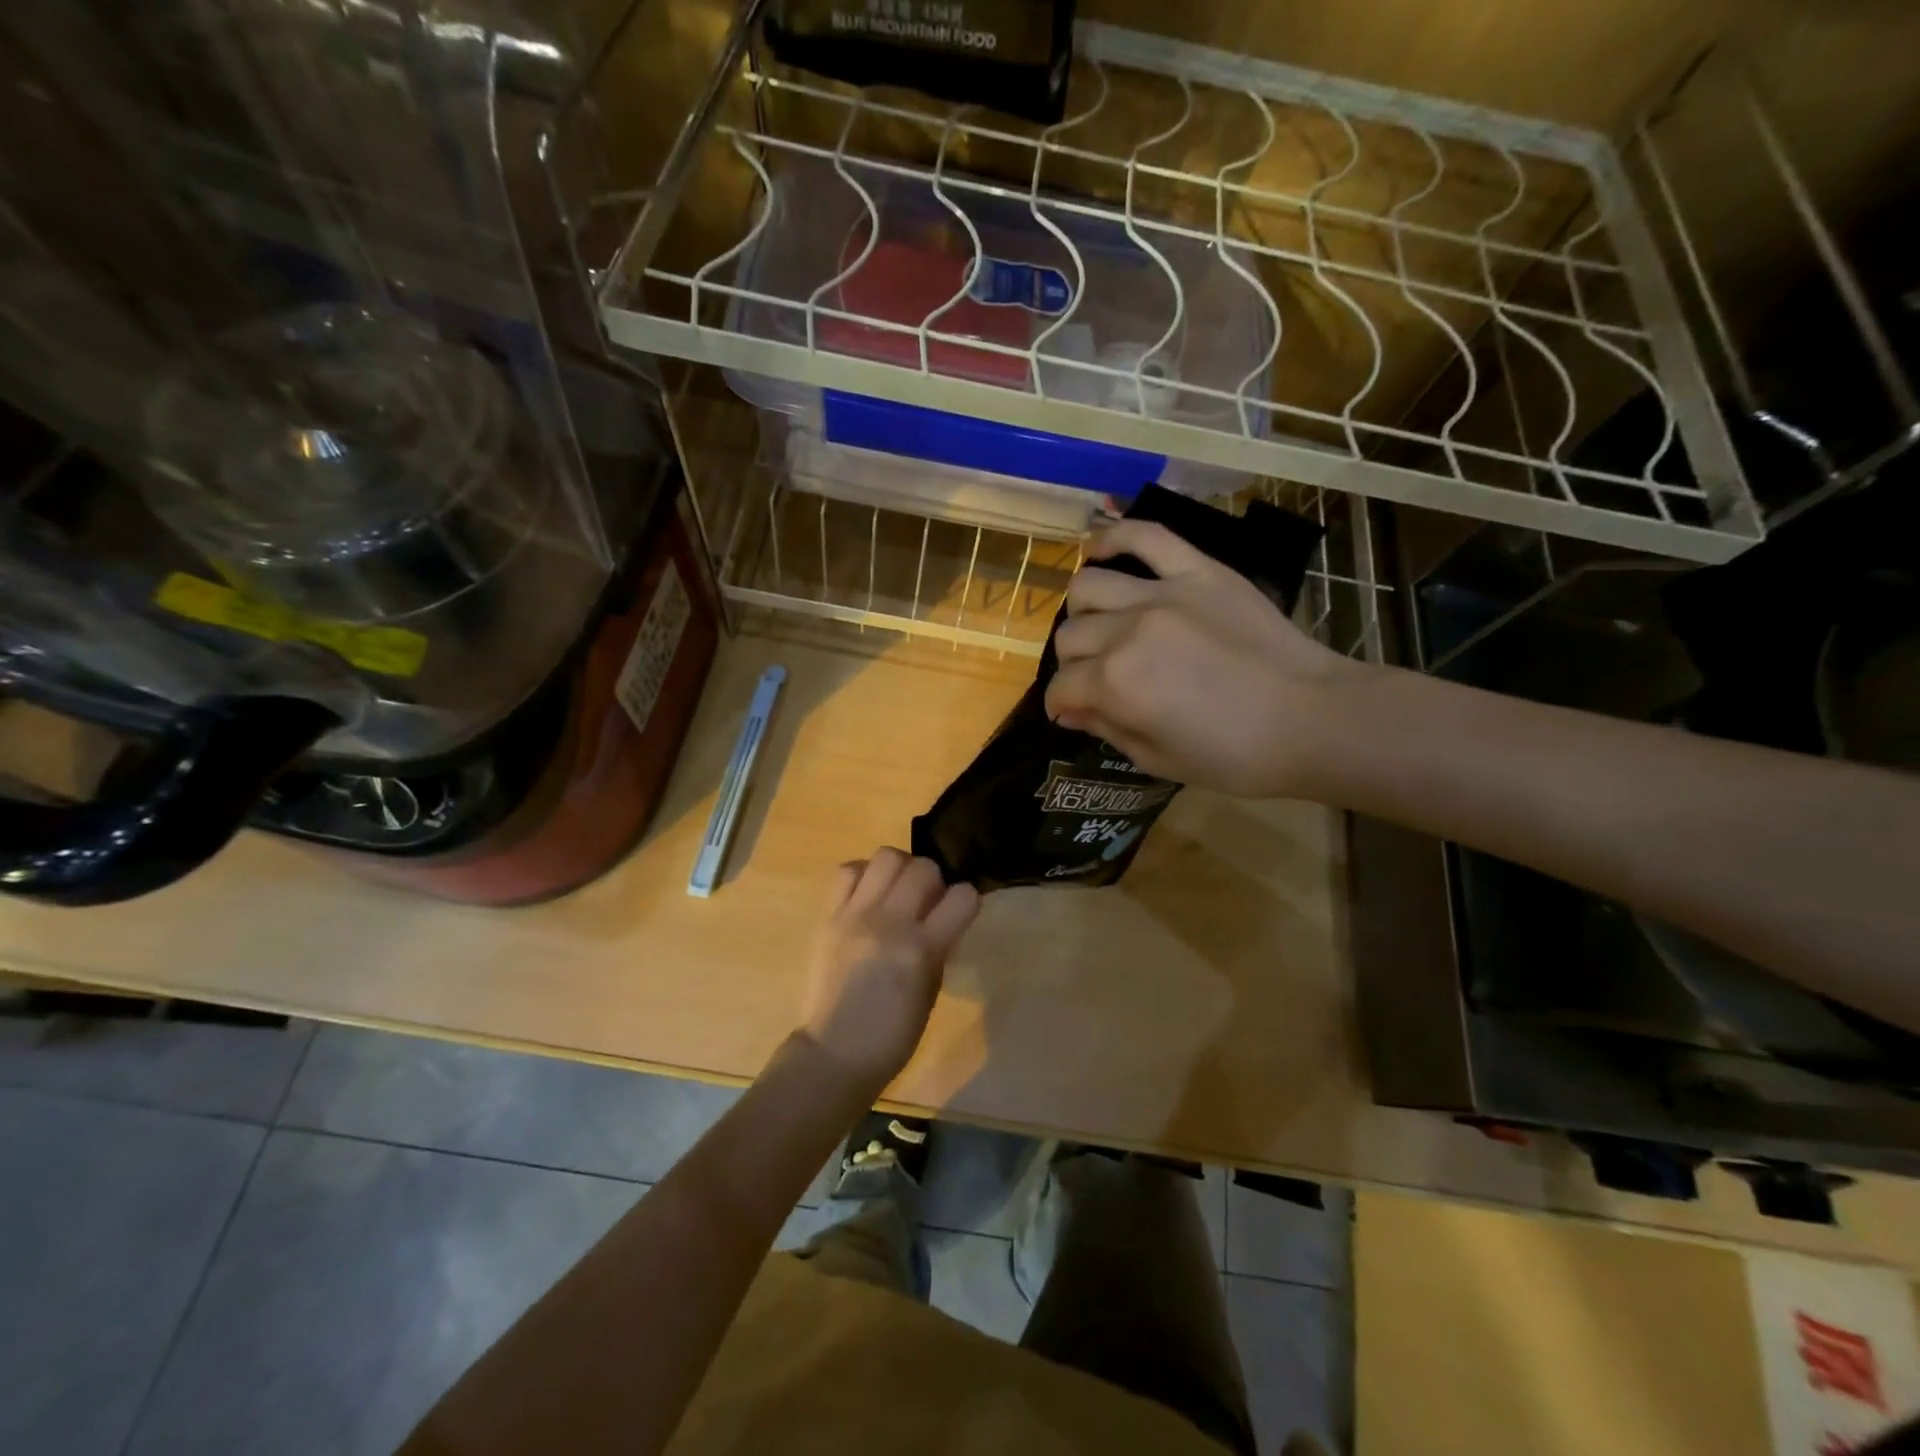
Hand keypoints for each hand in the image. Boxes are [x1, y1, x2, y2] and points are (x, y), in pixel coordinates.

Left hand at [799, 849, 979, 1097]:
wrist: (834, 1052)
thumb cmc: (892, 1034)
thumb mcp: (931, 991)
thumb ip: (938, 946)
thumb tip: (942, 916)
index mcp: (922, 949)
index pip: (963, 897)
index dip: (966, 900)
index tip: (960, 910)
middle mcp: (889, 922)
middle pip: (923, 867)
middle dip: (933, 879)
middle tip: (926, 900)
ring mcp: (855, 914)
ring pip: (886, 856)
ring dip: (899, 869)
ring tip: (896, 891)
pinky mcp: (828, 915)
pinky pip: (847, 871)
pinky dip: (863, 875)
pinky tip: (867, 895)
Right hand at [1044, 519, 1374, 797]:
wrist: (1312, 718)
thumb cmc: (1235, 755)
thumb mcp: (1159, 761)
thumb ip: (1106, 730)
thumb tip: (1070, 711)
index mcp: (1116, 685)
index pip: (1061, 688)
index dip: (1060, 705)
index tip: (1070, 712)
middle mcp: (1128, 632)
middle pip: (1070, 637)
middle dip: (1073, 665)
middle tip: (1095, 678)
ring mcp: (1163, 594)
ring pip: (1089, 586)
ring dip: (1083, 612)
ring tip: (1100, 624)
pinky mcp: (1199, 571)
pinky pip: (1147, 535)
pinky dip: (1115, 535)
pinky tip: (1100, 549)